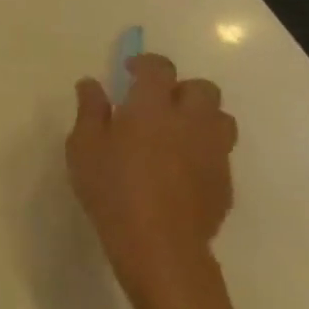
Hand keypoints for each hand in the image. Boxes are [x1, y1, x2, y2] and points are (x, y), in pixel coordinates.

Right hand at [68, 53, 238, 308]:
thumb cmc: (112, 188)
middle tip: (155, 104)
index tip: (130, 72)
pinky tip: (181, 168)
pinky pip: (220, 152)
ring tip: (175, 133)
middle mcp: (190, 122)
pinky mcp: (225, 182)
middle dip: (180, 89)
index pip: (159, 68)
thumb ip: (90, 109)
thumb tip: (92, 84)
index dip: (146, 63)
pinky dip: (204, 149)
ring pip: (221, 119)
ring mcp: (213, 153)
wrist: (159, 246)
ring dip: (200, 117)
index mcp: (153, 106)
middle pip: (202, 88)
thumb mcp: (83, 146)